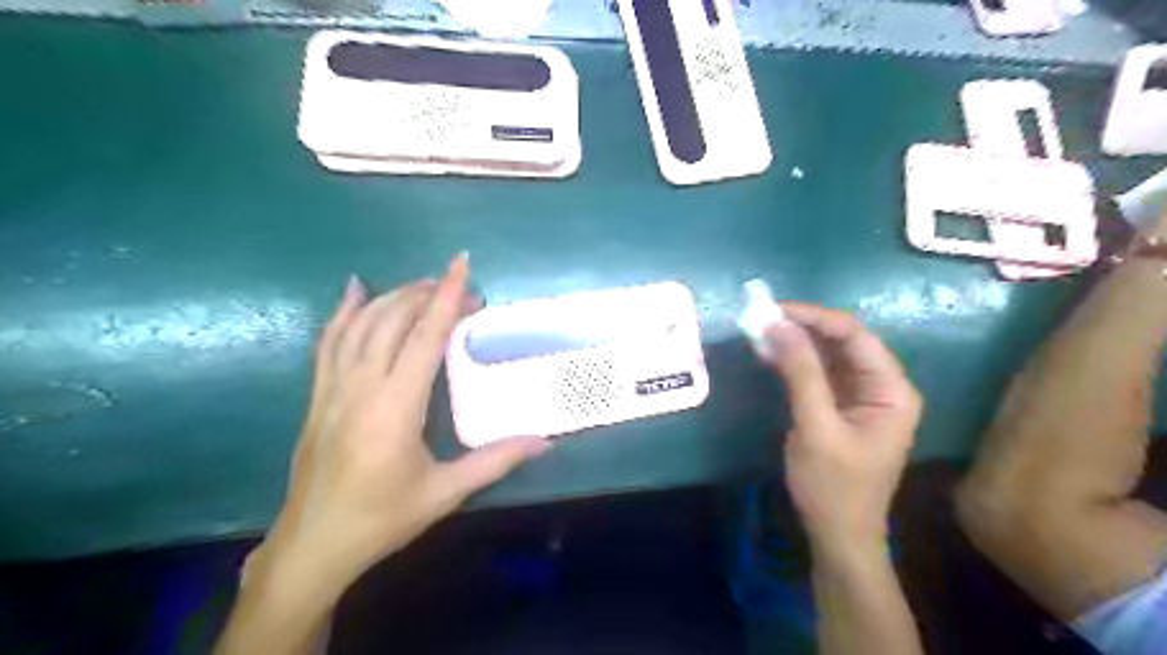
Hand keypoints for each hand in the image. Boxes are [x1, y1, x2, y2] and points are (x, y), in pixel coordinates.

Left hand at [247, 253, 549, 596]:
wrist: (313, 545)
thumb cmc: (382, 519)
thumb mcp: (444, 493)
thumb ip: (495, 461)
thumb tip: (544, 441)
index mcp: (394, 409)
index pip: (424, 339)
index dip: (446, 298)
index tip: (461, 265)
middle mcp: (360, 388)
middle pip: (393, 322)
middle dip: (428, 295)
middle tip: (462, 289)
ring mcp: (332, 389)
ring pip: (361, 325)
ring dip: (394, 297)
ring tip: (425, 285)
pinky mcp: (318, 395)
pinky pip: (329, 341)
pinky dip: (344, 312)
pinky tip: (356, 291)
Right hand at [769, 304, 919, 553]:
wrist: (838, 535)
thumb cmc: (833, 486)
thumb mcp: (816, 427)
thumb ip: (801, 374)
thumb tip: (778, 325)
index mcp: (891, 390)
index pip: (856, 336)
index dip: (816, 318)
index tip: (775, 311)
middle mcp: (882, 387)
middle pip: (844, 342)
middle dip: (804, 328)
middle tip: (762, 320)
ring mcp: (861, 397)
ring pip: (829, 356)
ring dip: (797, 344)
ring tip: (761, 333)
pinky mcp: (841, 407)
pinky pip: (819, 374)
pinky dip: (795, 363)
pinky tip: (771, 355)